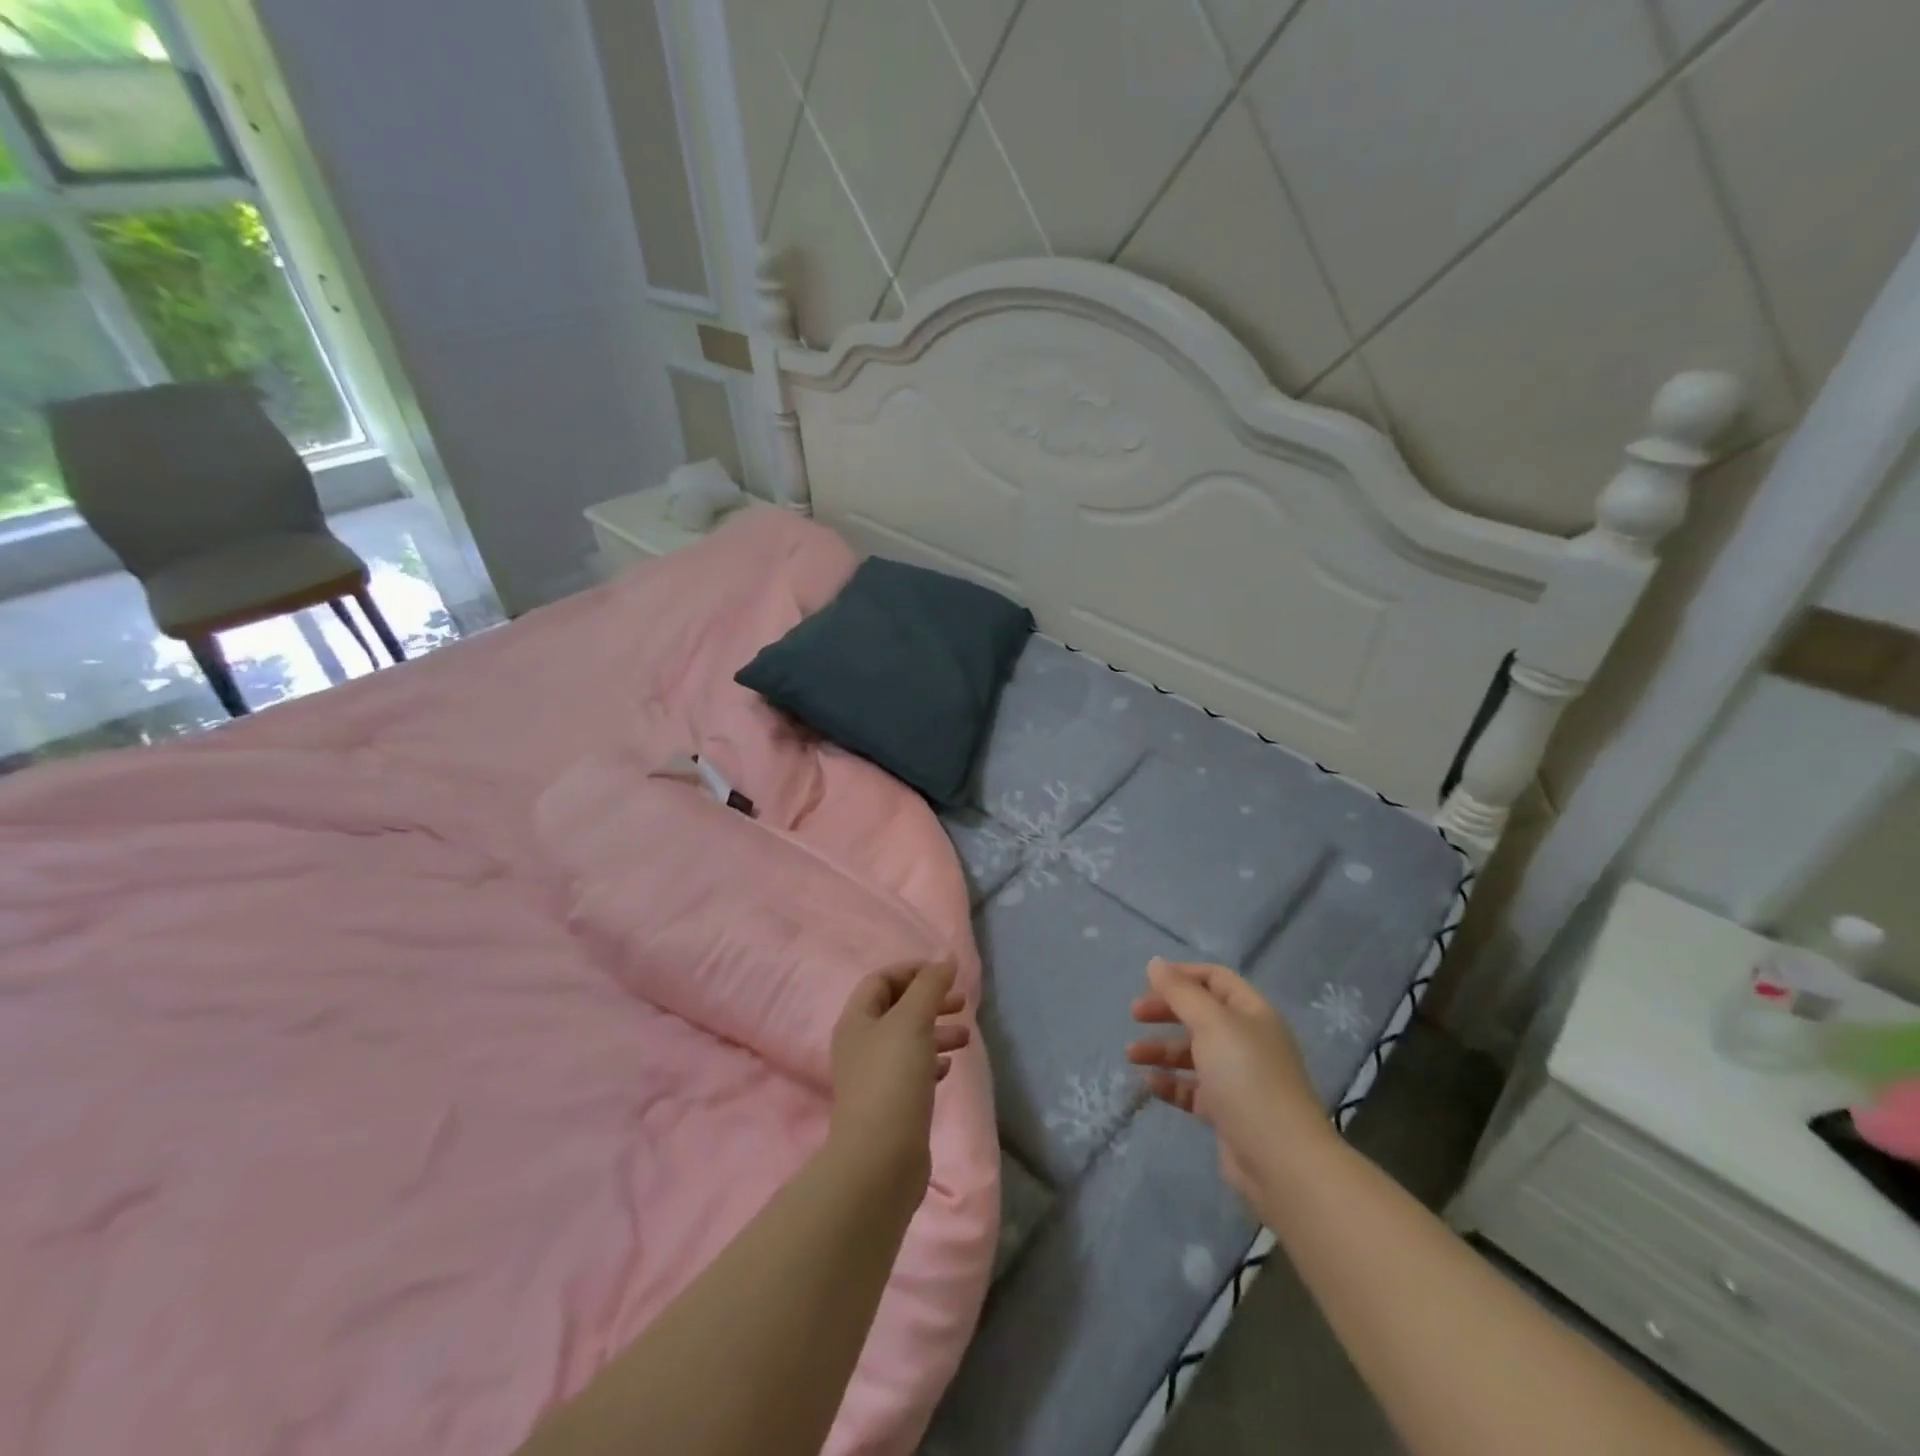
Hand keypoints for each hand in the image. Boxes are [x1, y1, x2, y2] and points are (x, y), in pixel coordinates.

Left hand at [828, 965, 969, 1196]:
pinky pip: (912, 1071)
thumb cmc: (892, 1080)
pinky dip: (932, 1062)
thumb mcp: (913, 1021)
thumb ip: (930, 986)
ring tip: (966, 1037)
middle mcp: (860, 1045)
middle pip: (896, 1009)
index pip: (881, 980)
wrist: (879, 1160)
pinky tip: (950, 1068)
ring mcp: (873, 1077)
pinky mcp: (889, 1105)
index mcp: (856, 1020)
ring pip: (907, 1041)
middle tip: (962, 1003)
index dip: (912, 971)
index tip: (946, 975)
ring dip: (936, 1031)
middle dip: (929, 1001)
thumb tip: (946, 960)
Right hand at [1127, 958, 1332, 1205]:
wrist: (1282, 1161)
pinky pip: (1194, 1089)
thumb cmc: (1247, 1078)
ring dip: (1162, 1049)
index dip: (1182, 975)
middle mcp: (1248, 1041)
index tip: (1148, 981)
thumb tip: (1155, 963)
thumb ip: (1181, 993)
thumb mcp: (1211, 1024)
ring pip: (1194, 1053)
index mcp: (1252, 1013)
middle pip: (1201, 1015)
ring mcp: (1239, 1078)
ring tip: (1131, 1055)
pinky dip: (1172, 1083)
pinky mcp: (1228, 1112)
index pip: (1216, 979)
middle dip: (1167, 1012)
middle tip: (1134, 1015)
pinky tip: (1150, 1084)